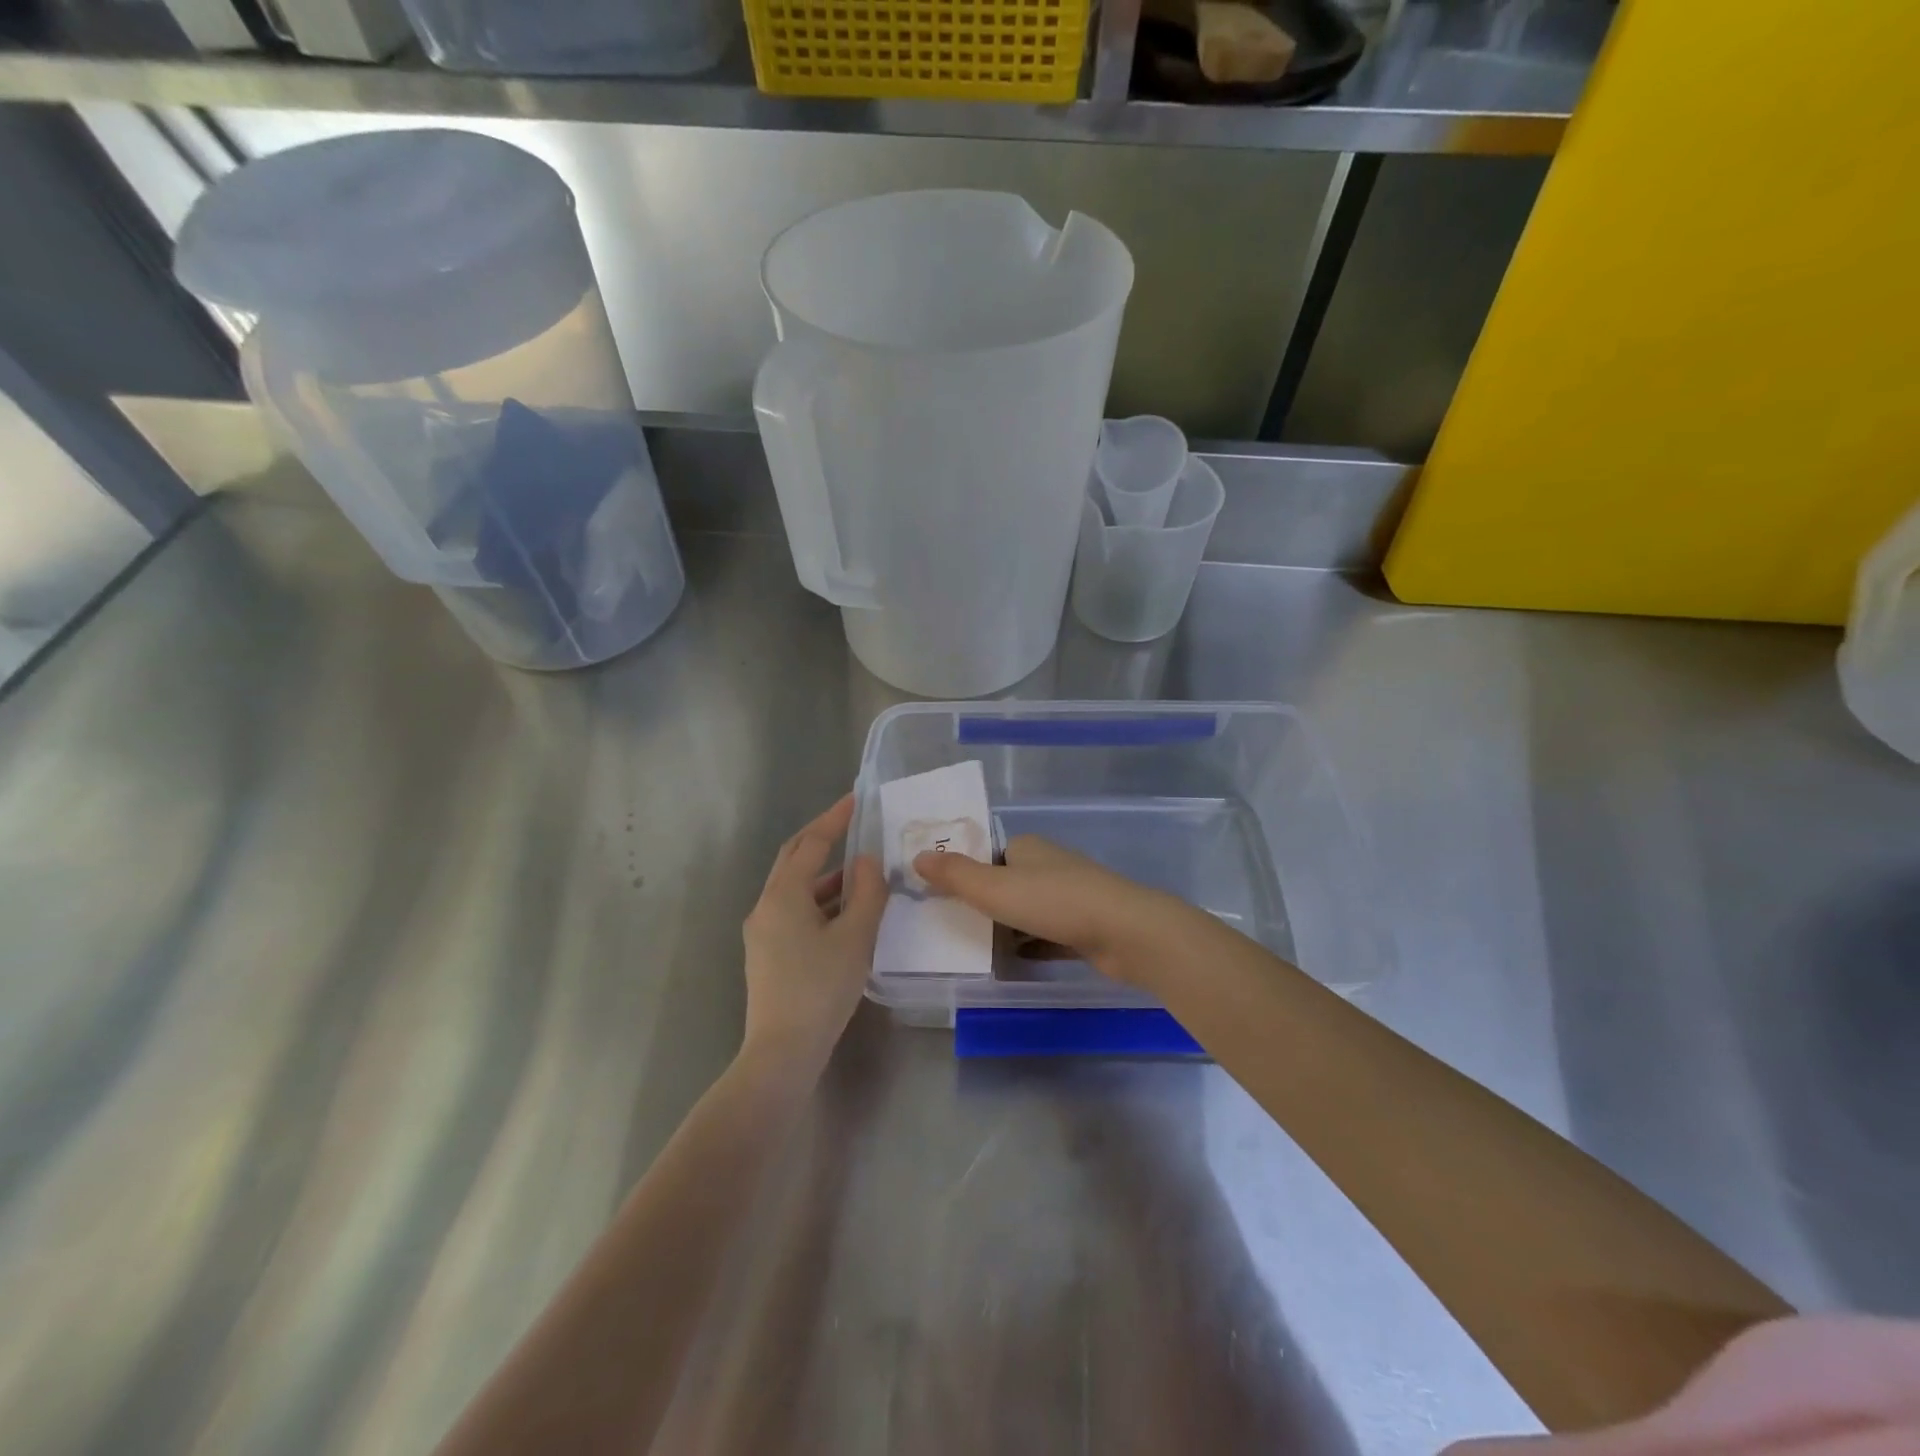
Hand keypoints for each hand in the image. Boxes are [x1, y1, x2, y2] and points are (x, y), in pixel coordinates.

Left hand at [742, 794, 885, 1072]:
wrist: (782, 1051)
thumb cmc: (821, 988)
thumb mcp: (855, 937)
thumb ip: (866, 893)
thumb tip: (867, 861)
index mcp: (784, 894)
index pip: (811, 843)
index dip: (835, 819)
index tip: (856, 800)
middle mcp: (766, 905)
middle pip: (794, 859)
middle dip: (822, 838)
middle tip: (851, 823)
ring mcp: (762, 931)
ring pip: (794, 888)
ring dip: (824, 874)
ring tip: (860, 872)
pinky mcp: (767, 953)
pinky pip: (793, 910)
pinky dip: (819, 900)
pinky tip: (844, 913)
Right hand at [912, 834, 1205, 989]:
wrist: (1125, 932)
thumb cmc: (1055, 902)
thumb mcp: (995, 888)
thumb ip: (955, 875)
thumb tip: (916, 856)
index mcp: (1027, 847)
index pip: (988, 854)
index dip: (965, 871)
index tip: (942, 896)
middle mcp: (1048, 865)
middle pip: (1007, 882)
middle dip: (984, 902)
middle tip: (952, 925)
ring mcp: (1070, 896)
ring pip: (1027, 910)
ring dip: (1006, 926)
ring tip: (974, 947)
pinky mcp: (1084, 925)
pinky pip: (1047, 934)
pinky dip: (1030, 945)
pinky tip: (1012, 962)